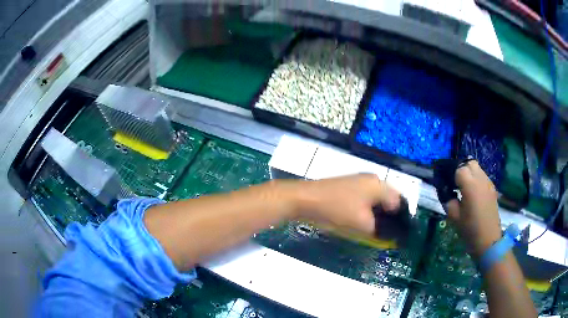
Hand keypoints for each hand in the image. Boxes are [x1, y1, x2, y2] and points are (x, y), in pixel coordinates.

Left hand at [295, 174, 400, 234]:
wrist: (304, 199)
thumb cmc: (337, 210)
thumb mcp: (362, 224)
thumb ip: (380, 231)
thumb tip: (389, 236)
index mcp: (379, 185)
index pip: (399, 202)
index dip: (400, 219)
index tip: (397, 235)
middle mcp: (372, 179)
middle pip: (388, 200)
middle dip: (389, 217)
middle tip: (386, 234)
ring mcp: (359, 181)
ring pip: (376, 200)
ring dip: (378, 215)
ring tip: (375, 230)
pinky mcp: (348, 186)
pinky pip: (364, 199)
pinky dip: (367, 211)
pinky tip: (362, 222)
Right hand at [446, 160, 501, 257]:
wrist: (489, 241)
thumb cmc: (470, 230)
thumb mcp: (454, 217)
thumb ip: (448, 200)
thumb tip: (446, 191)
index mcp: (471, 186)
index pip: (459, 169)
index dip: (451, 175)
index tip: (447, 185)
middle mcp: (481, 179)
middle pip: (469, 163)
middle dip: (460, 169)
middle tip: (454, 184)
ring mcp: (488, 183)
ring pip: (477, 168)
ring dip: (469, 173)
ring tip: (463, 188)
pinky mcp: (492, 189)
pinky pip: (482, 176)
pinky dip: (475, 179)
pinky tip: (472, 194)